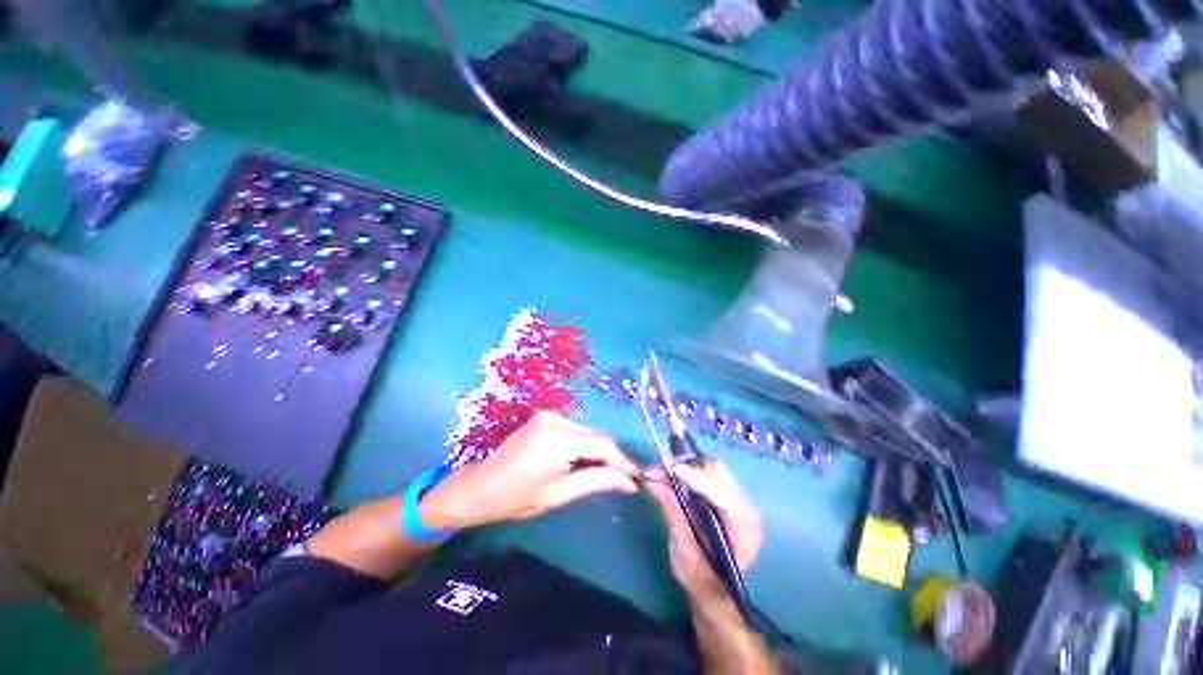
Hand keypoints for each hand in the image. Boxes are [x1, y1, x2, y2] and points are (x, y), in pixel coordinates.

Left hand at [422, 411, 639, 529]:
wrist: (479, 487)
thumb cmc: (515, 498)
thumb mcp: (558, 495)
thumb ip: (597, 481)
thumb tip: (630, 482)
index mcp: (556, 440)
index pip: (602, 445)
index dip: (624, 460)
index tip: (640, 476)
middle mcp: (554, 419)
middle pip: (596, 435)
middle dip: (612, 456)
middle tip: (625, 477)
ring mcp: (548, 415)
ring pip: (587, 431)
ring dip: (599, 450)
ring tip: (605, 472)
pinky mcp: (544, 416)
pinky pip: (575, 429)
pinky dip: (584, 443)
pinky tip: (583, 460)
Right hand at [645, 460, 762, 605]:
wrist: (715, 592)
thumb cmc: (701, 580)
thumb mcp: (683, 552)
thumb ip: (672, 514)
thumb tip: (652, 482)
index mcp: (743, 529)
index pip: (724, 497)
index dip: (698, 480)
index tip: (671, 469)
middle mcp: (746, 508)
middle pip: (719, 473)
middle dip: (689, 468)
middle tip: (660, 471)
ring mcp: (737, 498)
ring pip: (712, 468)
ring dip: (687, 467)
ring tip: (663, 473)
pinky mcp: (725, 494)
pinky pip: (708, 473)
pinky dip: (689, 471)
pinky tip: (673, 477)